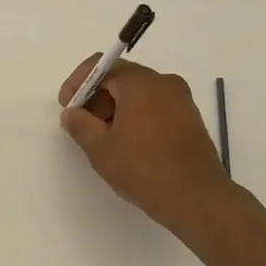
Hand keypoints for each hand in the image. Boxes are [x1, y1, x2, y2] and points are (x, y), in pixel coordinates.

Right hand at [58, 55, 246, 239]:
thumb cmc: (144, 169)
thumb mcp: (101, 149)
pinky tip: (130, 144)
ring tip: (105, 139)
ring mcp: (181, 99)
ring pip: (139, 93)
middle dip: (97, 97)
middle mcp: (163, 82)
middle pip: (121, 77)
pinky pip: (155, 105)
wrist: (198, 199)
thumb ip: (80, 124)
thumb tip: (72, 113)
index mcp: (140, 82)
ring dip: (116, 108)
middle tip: (84, 125)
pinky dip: (137, 116)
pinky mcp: (190, 118)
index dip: (78, 83)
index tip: (67, 107)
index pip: (101, 66)